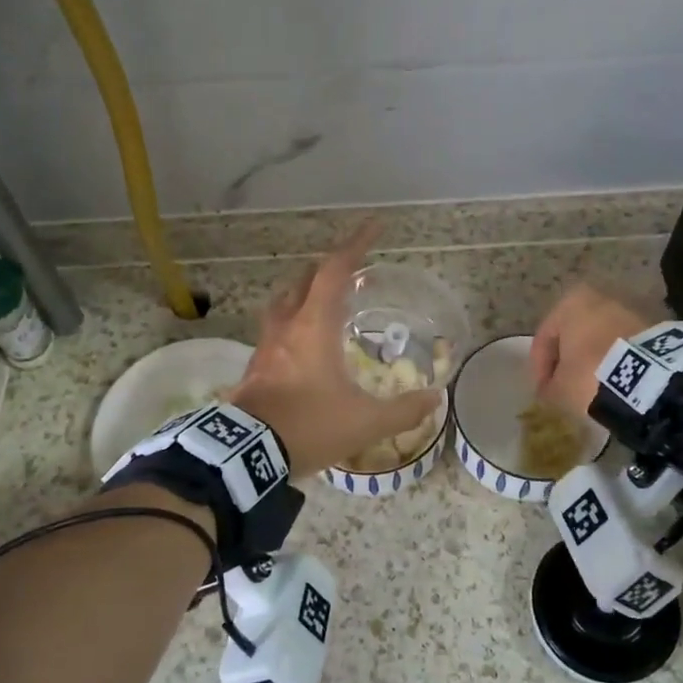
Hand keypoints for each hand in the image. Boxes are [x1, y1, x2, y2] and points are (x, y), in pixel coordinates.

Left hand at [228, 223, 440, 474]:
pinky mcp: (254, 368)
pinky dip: (292, 324)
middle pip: (304, 280)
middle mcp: (287, 327)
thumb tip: (434, 399)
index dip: (355, 245)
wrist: (247, 455)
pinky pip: (275, 331)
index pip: (334, 271)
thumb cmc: (308, 426)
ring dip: (305, 293)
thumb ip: (403, 410)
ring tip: (324, 301)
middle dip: (328, 268)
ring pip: (283, 303)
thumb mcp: (365, 422)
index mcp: (314, 326)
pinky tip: (303, 345)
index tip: (374, 226)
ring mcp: (265, 347)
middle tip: (352, 269)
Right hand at [530, 285, 652, 417]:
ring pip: (603, 337)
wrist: (651, 379)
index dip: (540, 368)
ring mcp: (632, 309)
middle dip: (570, 359)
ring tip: (593, 387)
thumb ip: (549, 386)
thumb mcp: (559, 388)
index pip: (545, 337)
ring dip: (596, 359)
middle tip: (565, 387)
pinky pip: (627, 345)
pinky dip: (619, 360)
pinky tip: (617, 382)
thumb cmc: (591, 374)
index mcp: (571, 301)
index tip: (543, 392)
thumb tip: (551, 389)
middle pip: (576, 333)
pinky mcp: (657, 326)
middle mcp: (601, 296)